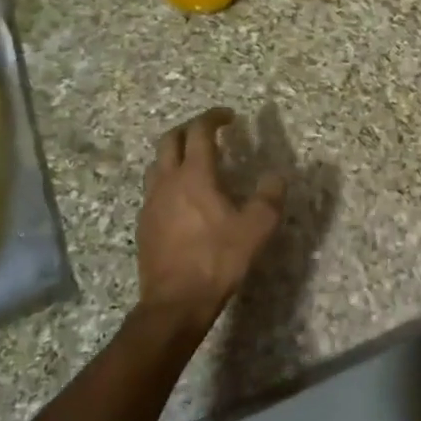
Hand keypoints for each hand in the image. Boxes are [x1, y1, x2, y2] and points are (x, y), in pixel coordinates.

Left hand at [137, 108, 284, 330]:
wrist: (174, 303)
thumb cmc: (216, 260)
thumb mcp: (256, 228)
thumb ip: (269, 198)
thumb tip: (277, 176)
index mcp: (194, 175)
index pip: (199, 131)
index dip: (213, 117)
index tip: (229, 117)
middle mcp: (167, 182)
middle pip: (169, 140)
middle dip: (189, 129)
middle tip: (210, 132)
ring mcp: (151, 203)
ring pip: (157, 164)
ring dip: (174, 154)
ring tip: (194, 162)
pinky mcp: (144, 225)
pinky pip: (154, 190)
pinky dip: (168, 181)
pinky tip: (183, 199)